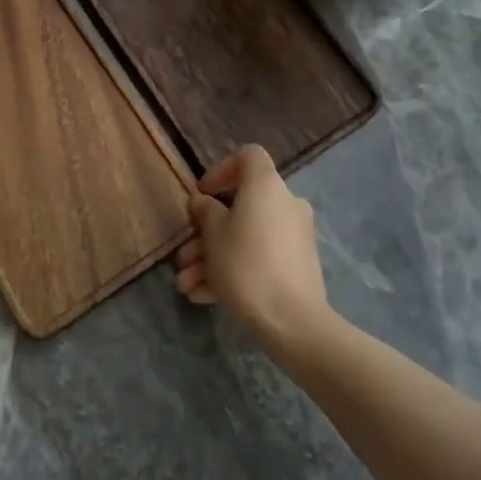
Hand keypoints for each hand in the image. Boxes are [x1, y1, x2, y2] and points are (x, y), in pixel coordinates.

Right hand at [174, 145, 331, 351]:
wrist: (293, 322)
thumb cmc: (246, 265)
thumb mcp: (213, 235)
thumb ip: (205, 212)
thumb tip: (204, 202)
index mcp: (266, 186)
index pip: (248, 157)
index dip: (221, 170)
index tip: (202, 195)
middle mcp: (285, 204)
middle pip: (241, 206)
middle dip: (207, 231)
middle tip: (184, 255)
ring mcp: (294, 237)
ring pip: (246, 237)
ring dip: (213, 257)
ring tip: (185, 284)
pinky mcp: (297, 266)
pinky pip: (259, 258)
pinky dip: (233, 271)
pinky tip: (204, 297)